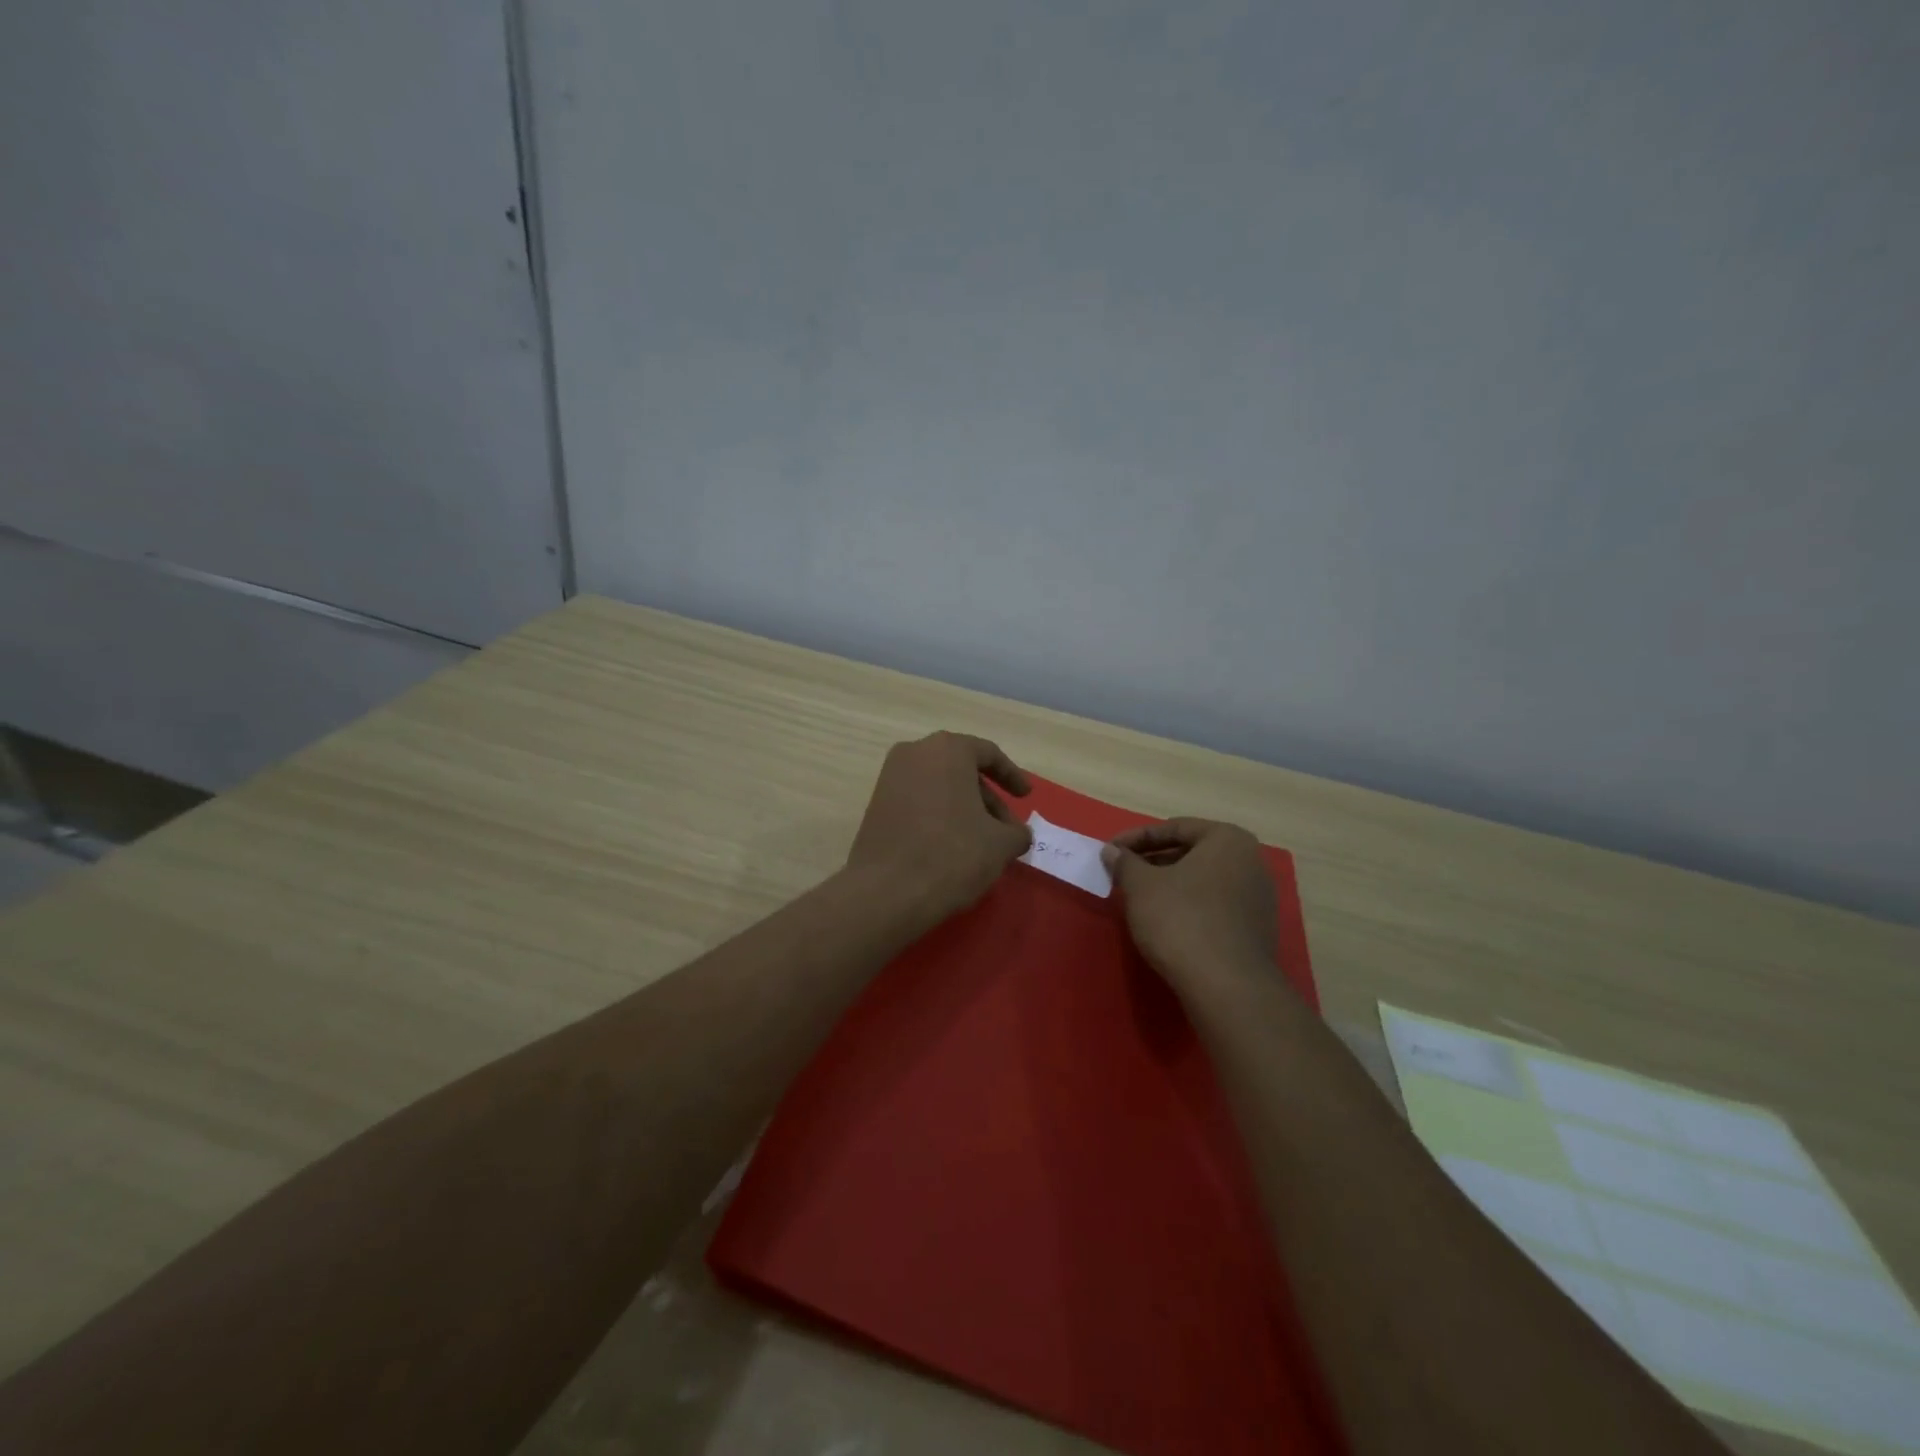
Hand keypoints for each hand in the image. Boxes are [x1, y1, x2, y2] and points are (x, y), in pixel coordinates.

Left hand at [846, 732, 1032, 923]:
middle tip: (1006, 830)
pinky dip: (939, 818)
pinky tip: (952, 849)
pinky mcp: (875, 807)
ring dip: (964, 810)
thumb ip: (1016, 832)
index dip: (1012, 776)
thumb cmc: (953, 853)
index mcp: (947, 750)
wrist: (888, 891)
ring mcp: (890, 779)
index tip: (1026, 796)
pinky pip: (918, 803)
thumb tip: (1017, 834)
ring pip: (939, 788)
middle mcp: (914, 754)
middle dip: (988, 800)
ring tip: (982, 844)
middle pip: (961, 771)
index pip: (988, 754)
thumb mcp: (1000, 844)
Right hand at [1102, 819, 1276, 992]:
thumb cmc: (1181, 920)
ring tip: (1139, 898)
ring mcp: (1259, 897)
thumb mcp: (1141, 886)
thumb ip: (1125, 862)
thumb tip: (1112, 851)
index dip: (1136, 839)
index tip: (1110, 852)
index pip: (1174, 828)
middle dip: (1154, 861)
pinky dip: (1188, 906)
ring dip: (1170, 884)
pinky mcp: (1257, 929)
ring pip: (1203, 880)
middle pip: (1192, 852)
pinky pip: (1215, 905)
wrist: (1227, 986)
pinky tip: (1166, 922)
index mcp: (1228, 840)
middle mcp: (1251, 861)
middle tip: (1123, 873)